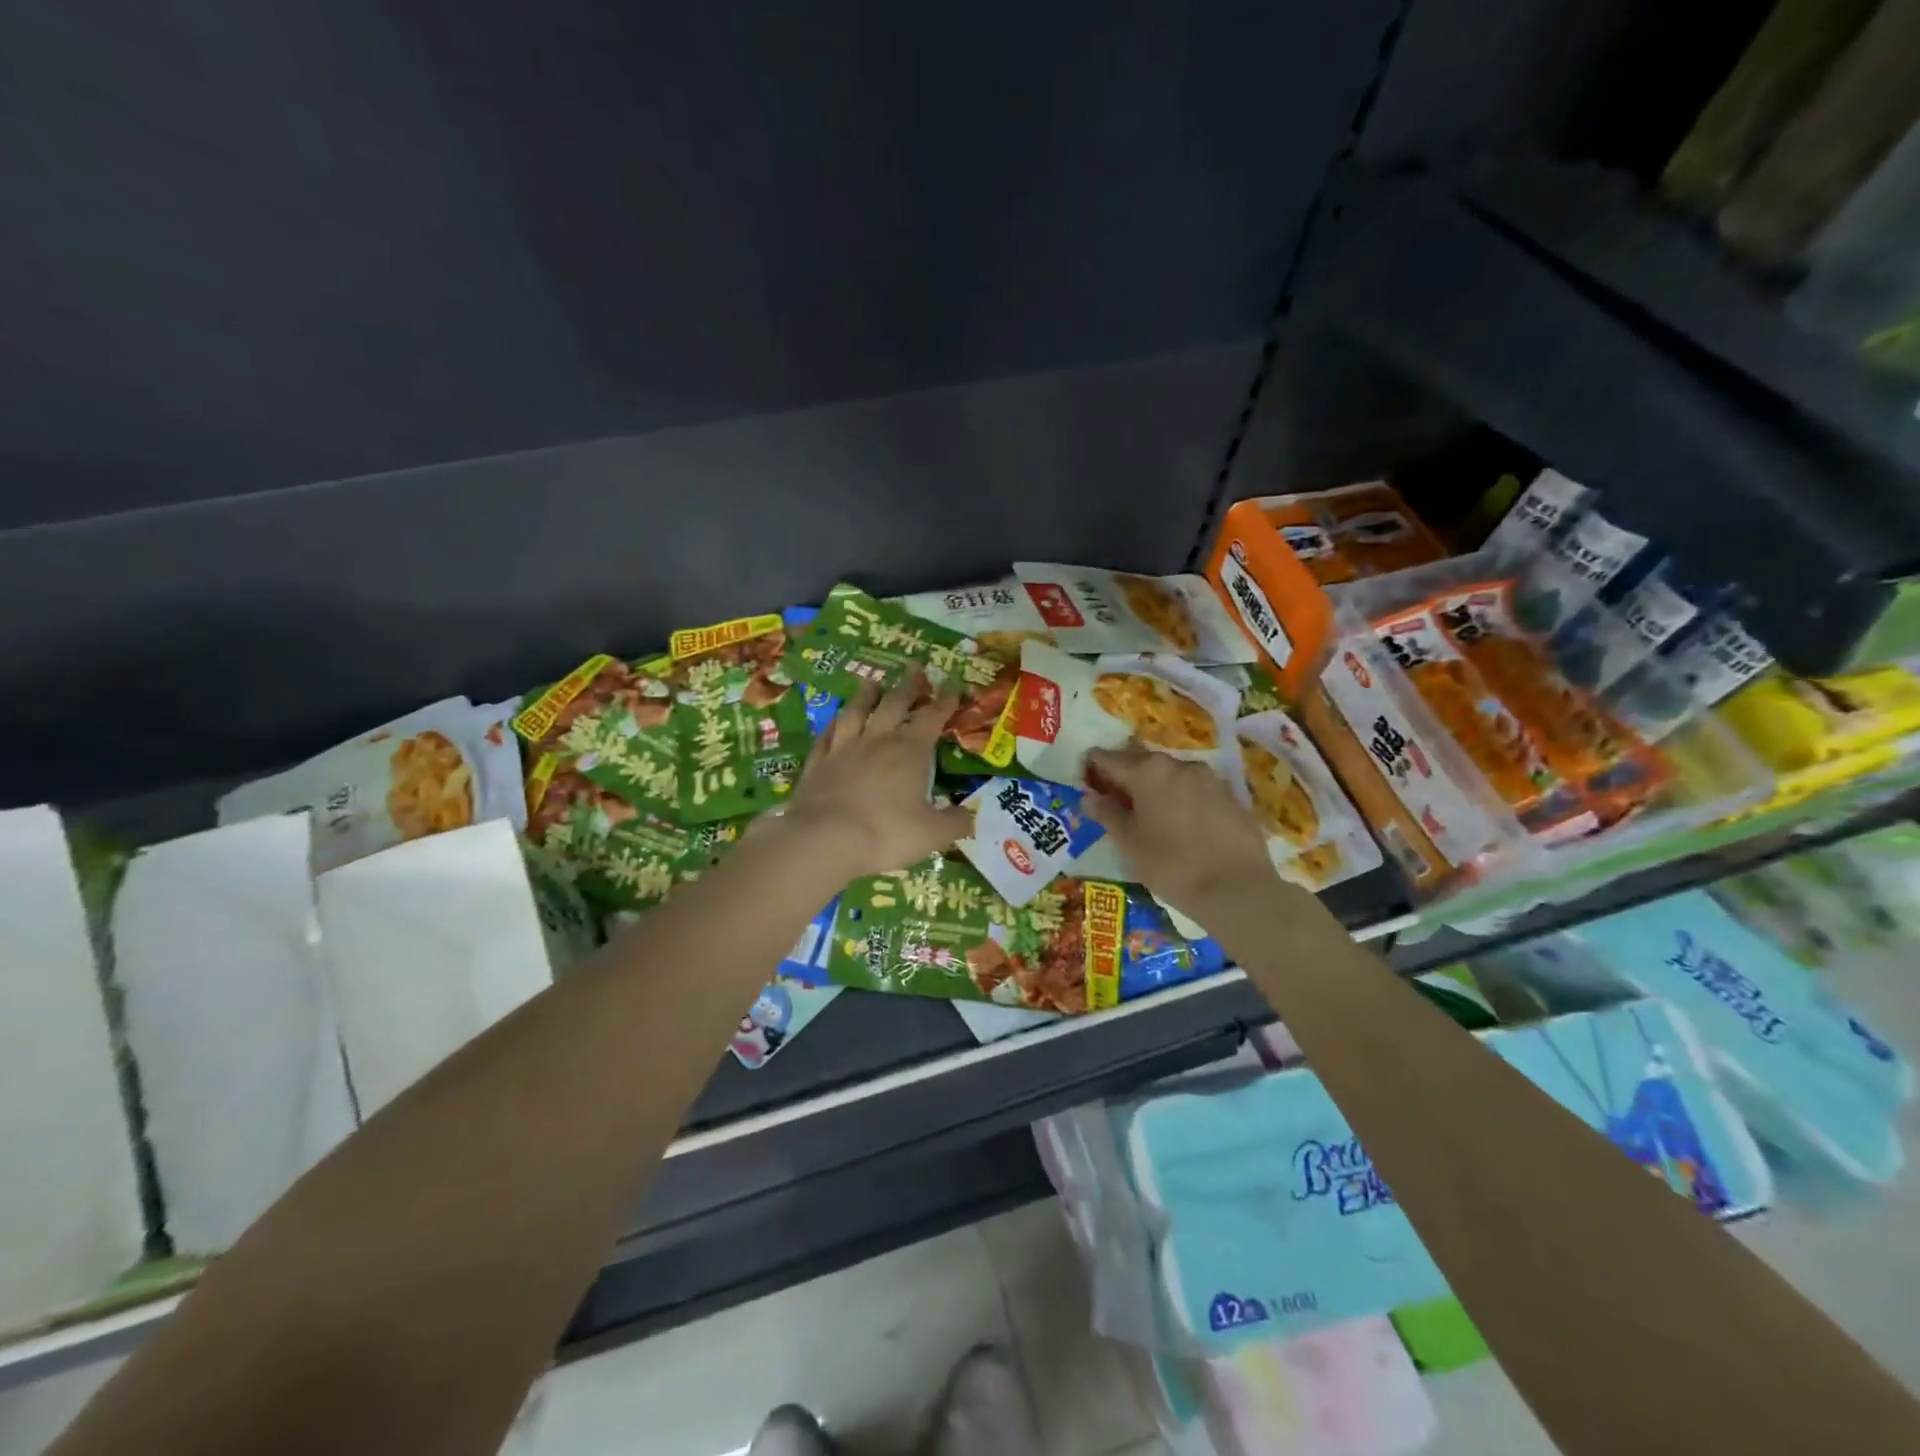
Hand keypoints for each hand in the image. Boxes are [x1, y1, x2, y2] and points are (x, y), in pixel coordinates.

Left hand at [781, 670, 969, 879]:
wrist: (824, 840)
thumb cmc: (885, 833)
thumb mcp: (931, 834)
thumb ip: (954, 822)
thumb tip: (971, 816)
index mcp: (910, 750)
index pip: (932, 717)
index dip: (945, 700)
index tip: (953, 685)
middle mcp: (877, 740)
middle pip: (894, 704)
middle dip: (908, 686)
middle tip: (915, 668)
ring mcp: (843, 749)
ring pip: (856, 712)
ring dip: (866, 696)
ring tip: (872, 683)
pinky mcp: (817, 764)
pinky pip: (826, 736)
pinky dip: (832, 725)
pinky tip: (834, 721)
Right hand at [1083, 746, 1278, 914]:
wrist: (1237, 889)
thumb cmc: (1171, 864)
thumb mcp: (1129, 843)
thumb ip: (1107, 814)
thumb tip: (1090, 797)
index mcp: (1148, 770)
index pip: (1109, 758)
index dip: (1093, 768)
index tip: (1085, 781)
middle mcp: (1179, 764)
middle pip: (1142, 763)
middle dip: (1125, 777)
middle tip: (1114, 801)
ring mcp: (1209, 779)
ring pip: (1171, 776)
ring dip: (1155, 788)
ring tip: (1148, 815)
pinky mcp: (1231, 797)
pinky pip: (1195, 791)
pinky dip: (1180, 800)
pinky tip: (1179, 825)